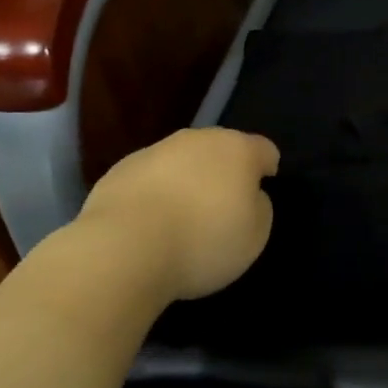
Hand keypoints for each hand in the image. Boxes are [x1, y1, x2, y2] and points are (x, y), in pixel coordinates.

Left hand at [75, 127, 279, 301]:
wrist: (124, 248)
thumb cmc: (203, 241)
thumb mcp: (255, 236)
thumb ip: (259, 208)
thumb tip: (248, 197)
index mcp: (237, 150)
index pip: (264, 150)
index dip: (266, 170)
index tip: (260, 194)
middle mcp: (198, 139)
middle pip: (220, 150)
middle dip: (224, 172)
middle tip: (222, 208)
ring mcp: (156, 150)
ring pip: (182, 161)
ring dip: (187, 181)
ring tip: (182, 220)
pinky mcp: (120, 169)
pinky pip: (150, 178)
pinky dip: (155, 194)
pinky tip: (149, 225)